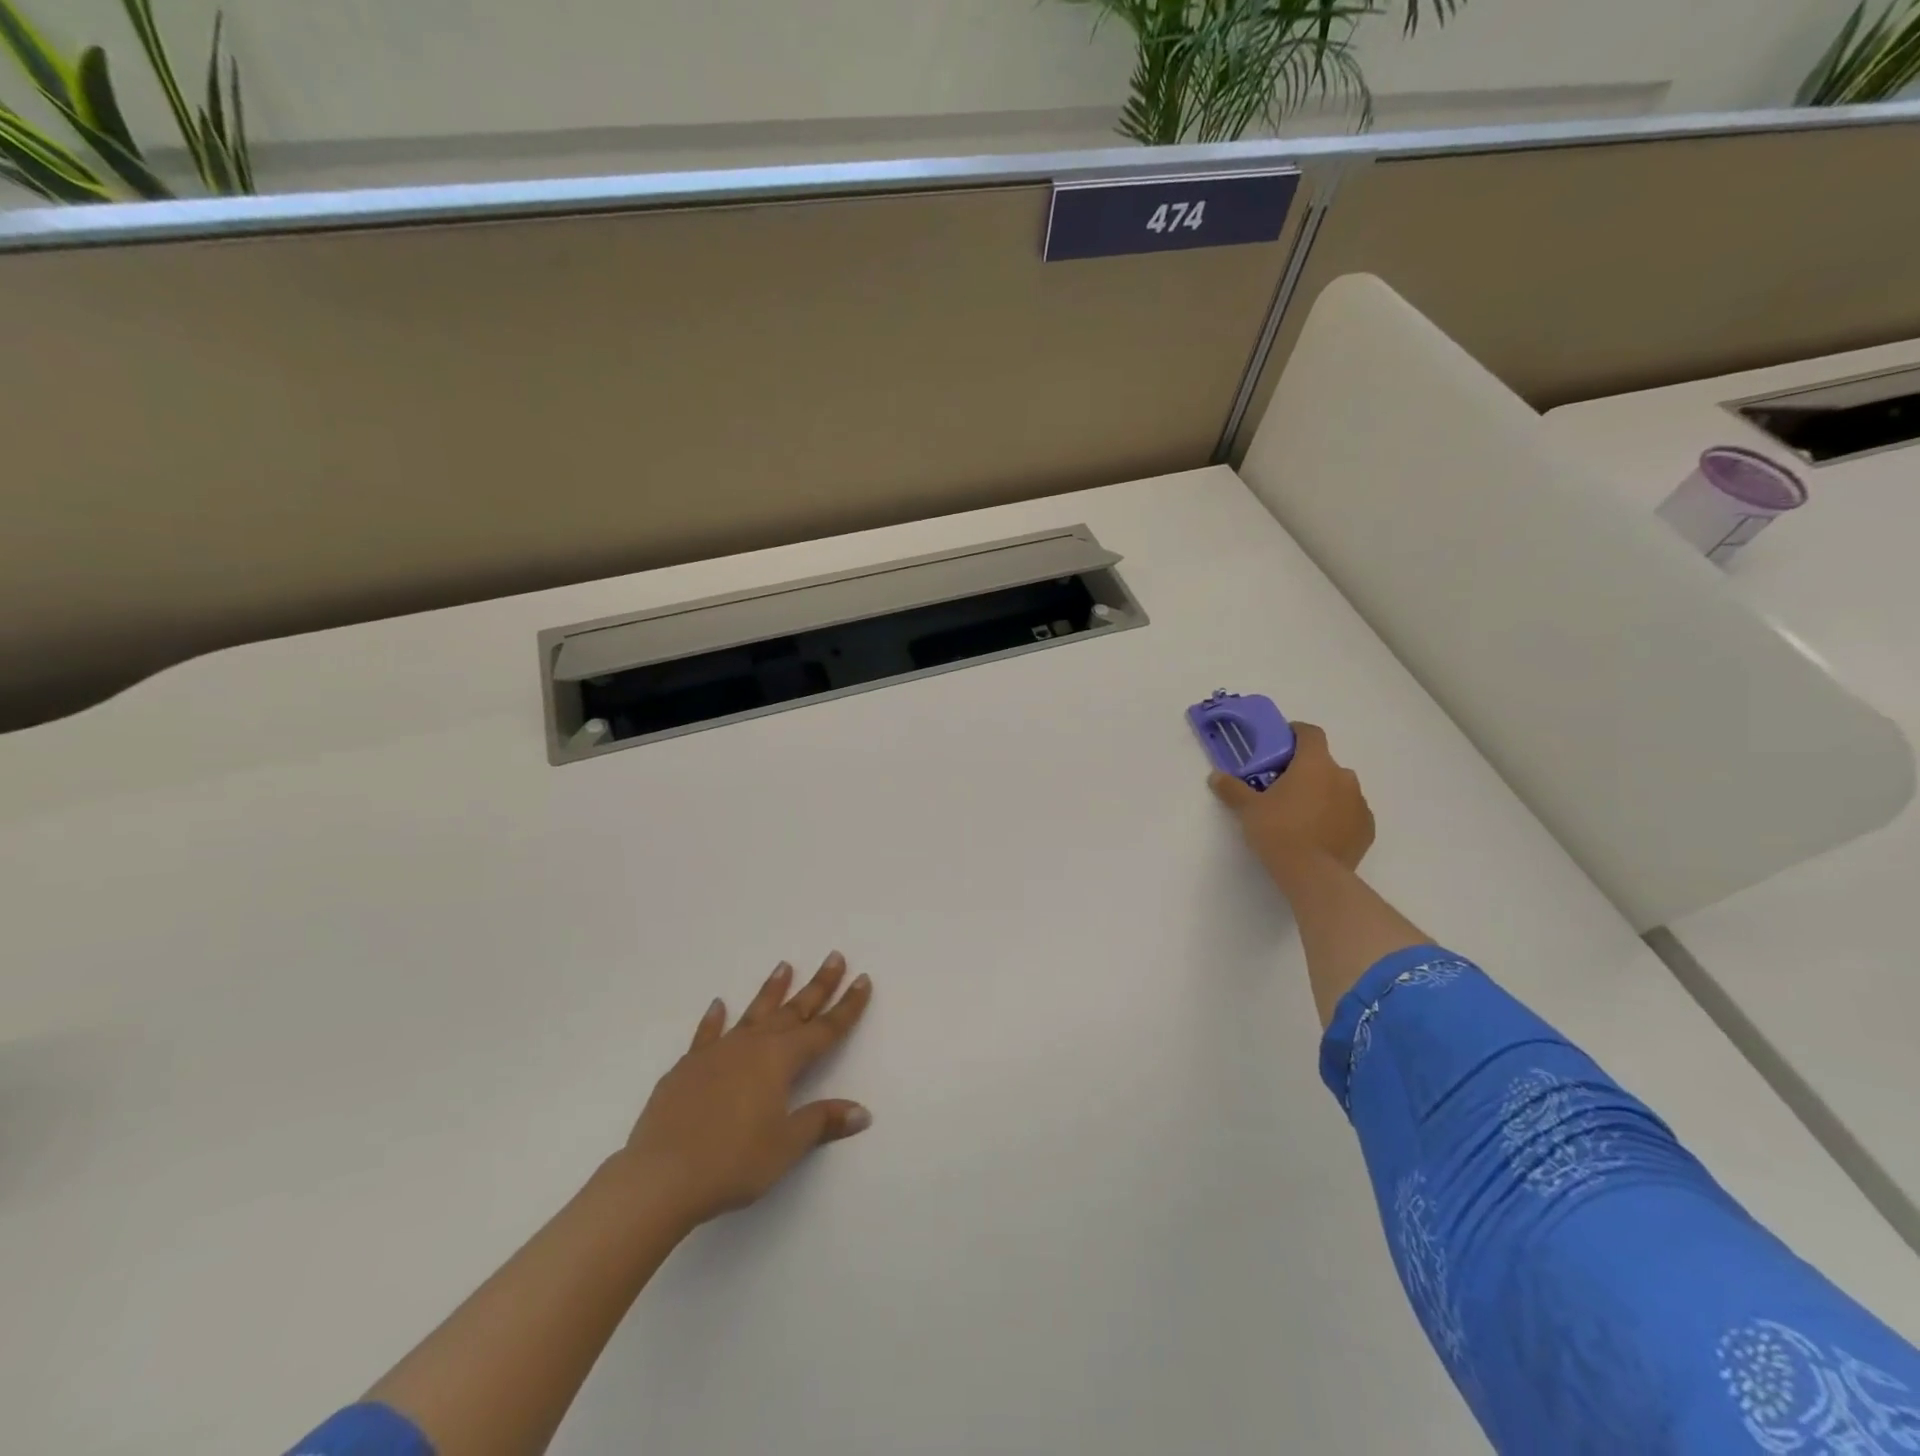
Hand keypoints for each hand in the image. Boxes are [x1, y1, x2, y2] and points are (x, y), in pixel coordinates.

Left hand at [622, 953, 872, 1230]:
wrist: (660, 1176)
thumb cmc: (732, 1162)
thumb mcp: (786, 1146)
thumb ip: (821, 1122)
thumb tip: (861, 1112)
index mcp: (780, 1060)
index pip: (824, 1029)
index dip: (847, 1006)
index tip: (862, 979)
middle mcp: (752, 1046)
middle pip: (793, 1010)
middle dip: (818, 986)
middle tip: (834, 957)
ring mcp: (717, 1052)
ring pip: (753, 1013)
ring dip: (772, 990)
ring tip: (785, 966)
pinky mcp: (687, 1067)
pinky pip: (707, 1034)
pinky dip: (714, 1018)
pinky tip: (718, 1005)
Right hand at [1209, 721, 1374, 888]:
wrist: (1313, 875)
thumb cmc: (1278, 831)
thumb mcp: (1248, 809)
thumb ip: (1232, 789)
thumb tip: (1216, 776)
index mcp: (1315, 764)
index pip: (1311, 733)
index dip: (1296, 733)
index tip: (1281, 743)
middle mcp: (1343, 776)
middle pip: (1324, 764)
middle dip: (1306, 771)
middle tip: (1283, 788)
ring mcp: (1359, 803)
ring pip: (1339, 789)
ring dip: (1323, 794)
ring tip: (1301, 815)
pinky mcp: (1367, 829)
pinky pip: (1349, 814)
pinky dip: (1336, 817)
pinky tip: (1319, 834)